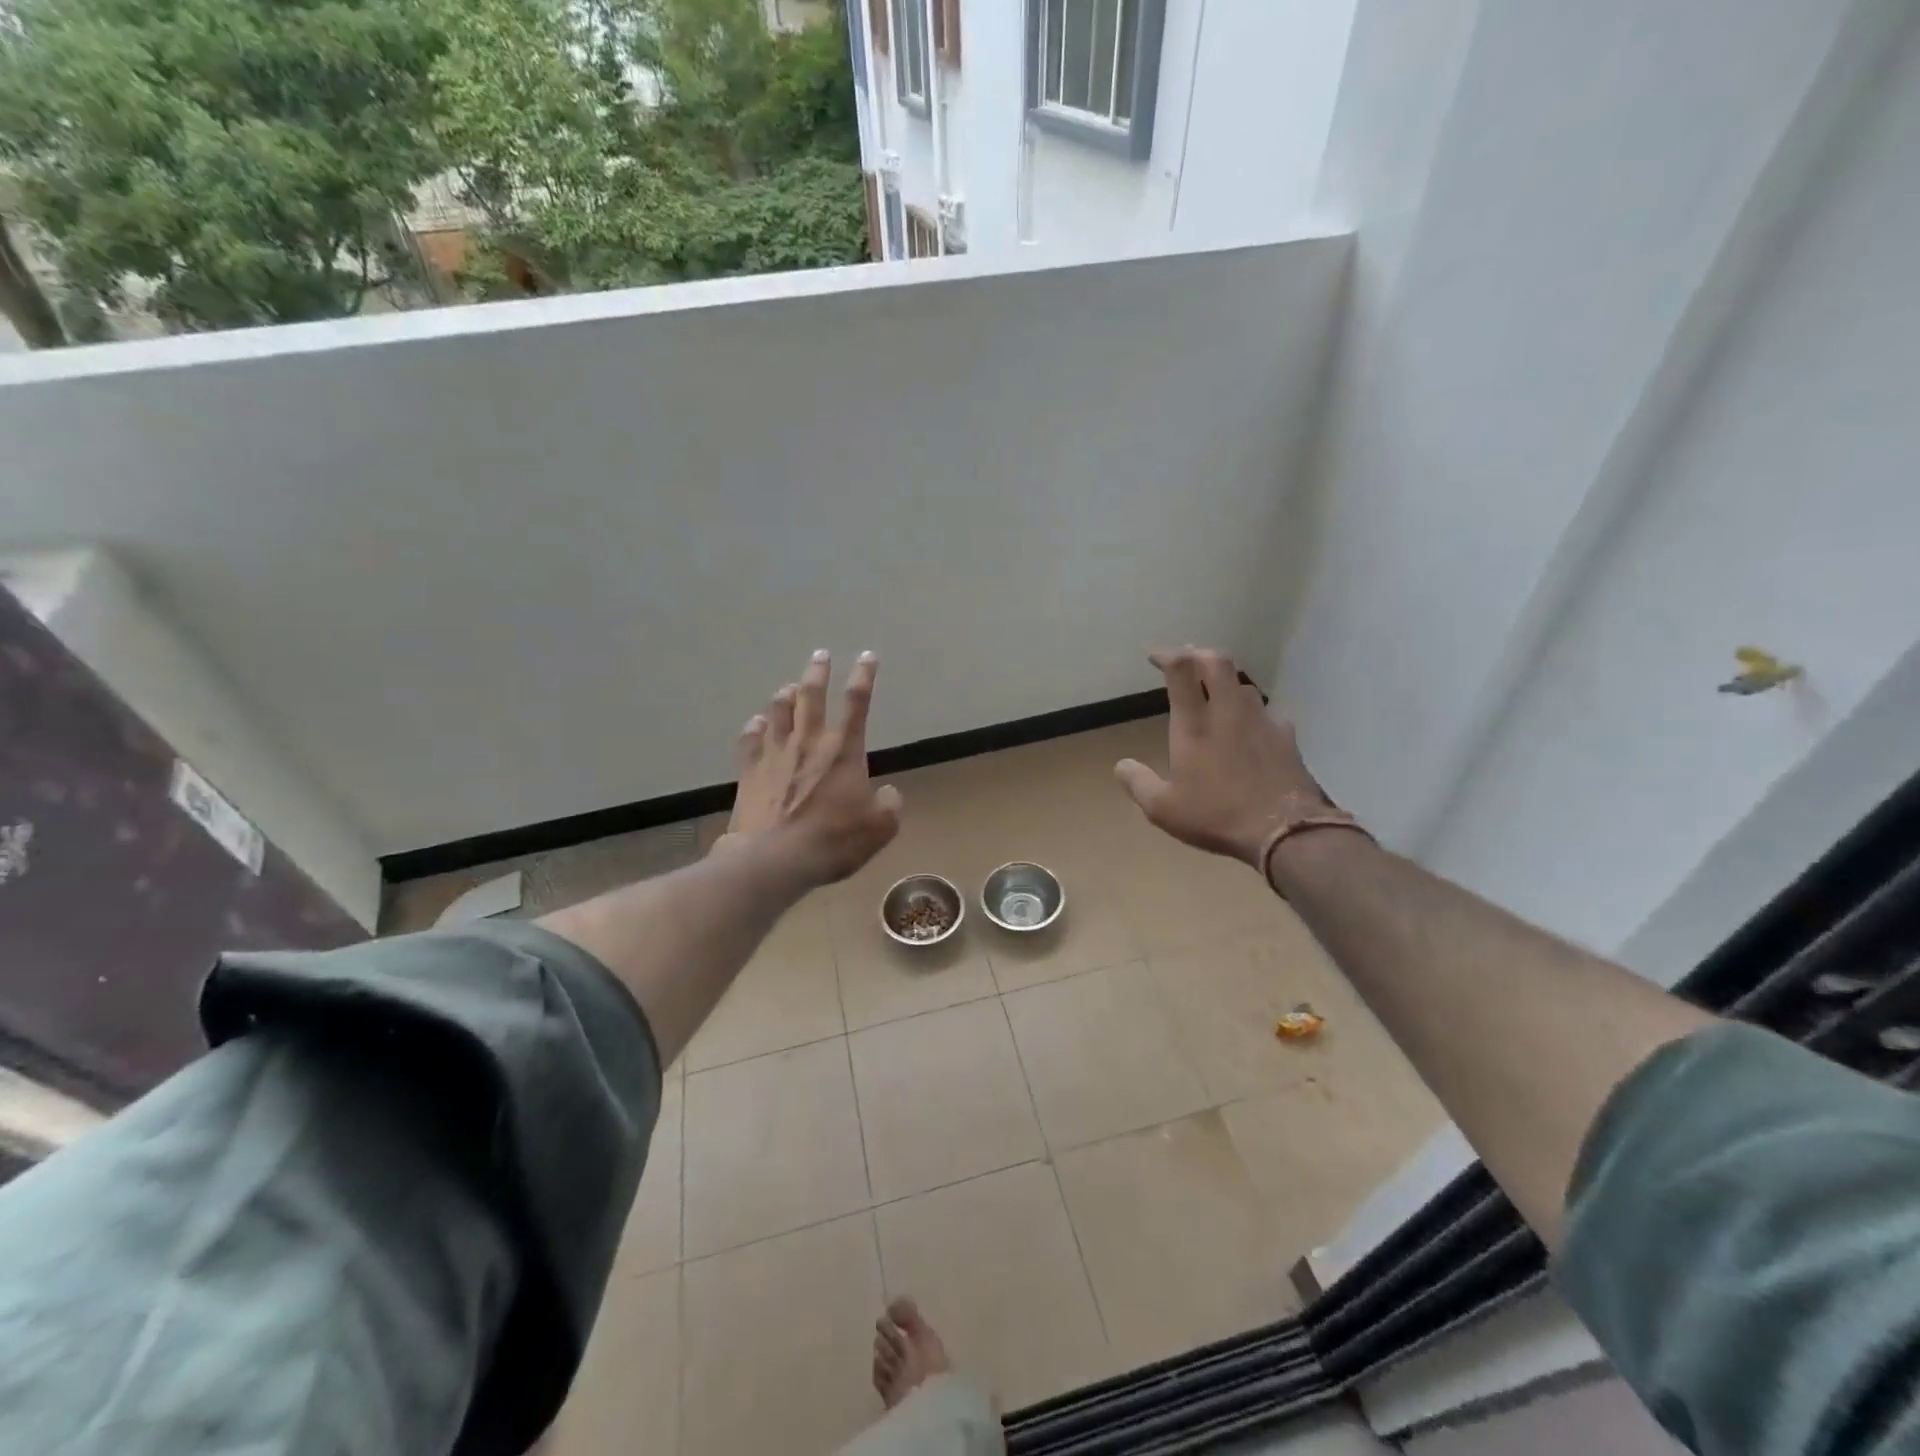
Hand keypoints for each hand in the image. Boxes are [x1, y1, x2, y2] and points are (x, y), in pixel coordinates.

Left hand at [723, 650, 902, 887]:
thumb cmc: (833, 840)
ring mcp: (775, 754)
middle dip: (818, 671)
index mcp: (843, 750)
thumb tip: (888, 793)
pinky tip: (757, 722)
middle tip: (820, 654)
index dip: (864, 676)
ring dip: (786, 694)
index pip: (857, 702)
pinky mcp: (750, 771)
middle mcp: (809, 741)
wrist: (774, 858)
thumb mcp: (879, 828)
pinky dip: (755, 726)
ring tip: (790, 686)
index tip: (868, 656)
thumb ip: (889, 805)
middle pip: (812, 695)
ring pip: (779, 710)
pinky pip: (751, 739)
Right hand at [1115, 647, 1330, 868]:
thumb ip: (1138, 783)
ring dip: (1226, 683)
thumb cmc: (1216, 815)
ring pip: (1244, 685)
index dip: (1167, 656)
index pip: (1182, 670)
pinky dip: (1254, 713)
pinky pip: (1268, 713)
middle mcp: (1228, 712)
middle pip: (1218, 663)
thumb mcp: (1163, 808)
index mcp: (1194, 724)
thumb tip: (1121, 765)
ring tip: (1217, 694)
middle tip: (1188, 661)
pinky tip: (1252, 728)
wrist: (1284, 830)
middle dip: (1199, 655)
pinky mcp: (1286, 737)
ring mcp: (1261, 721)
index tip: (1156, 657)